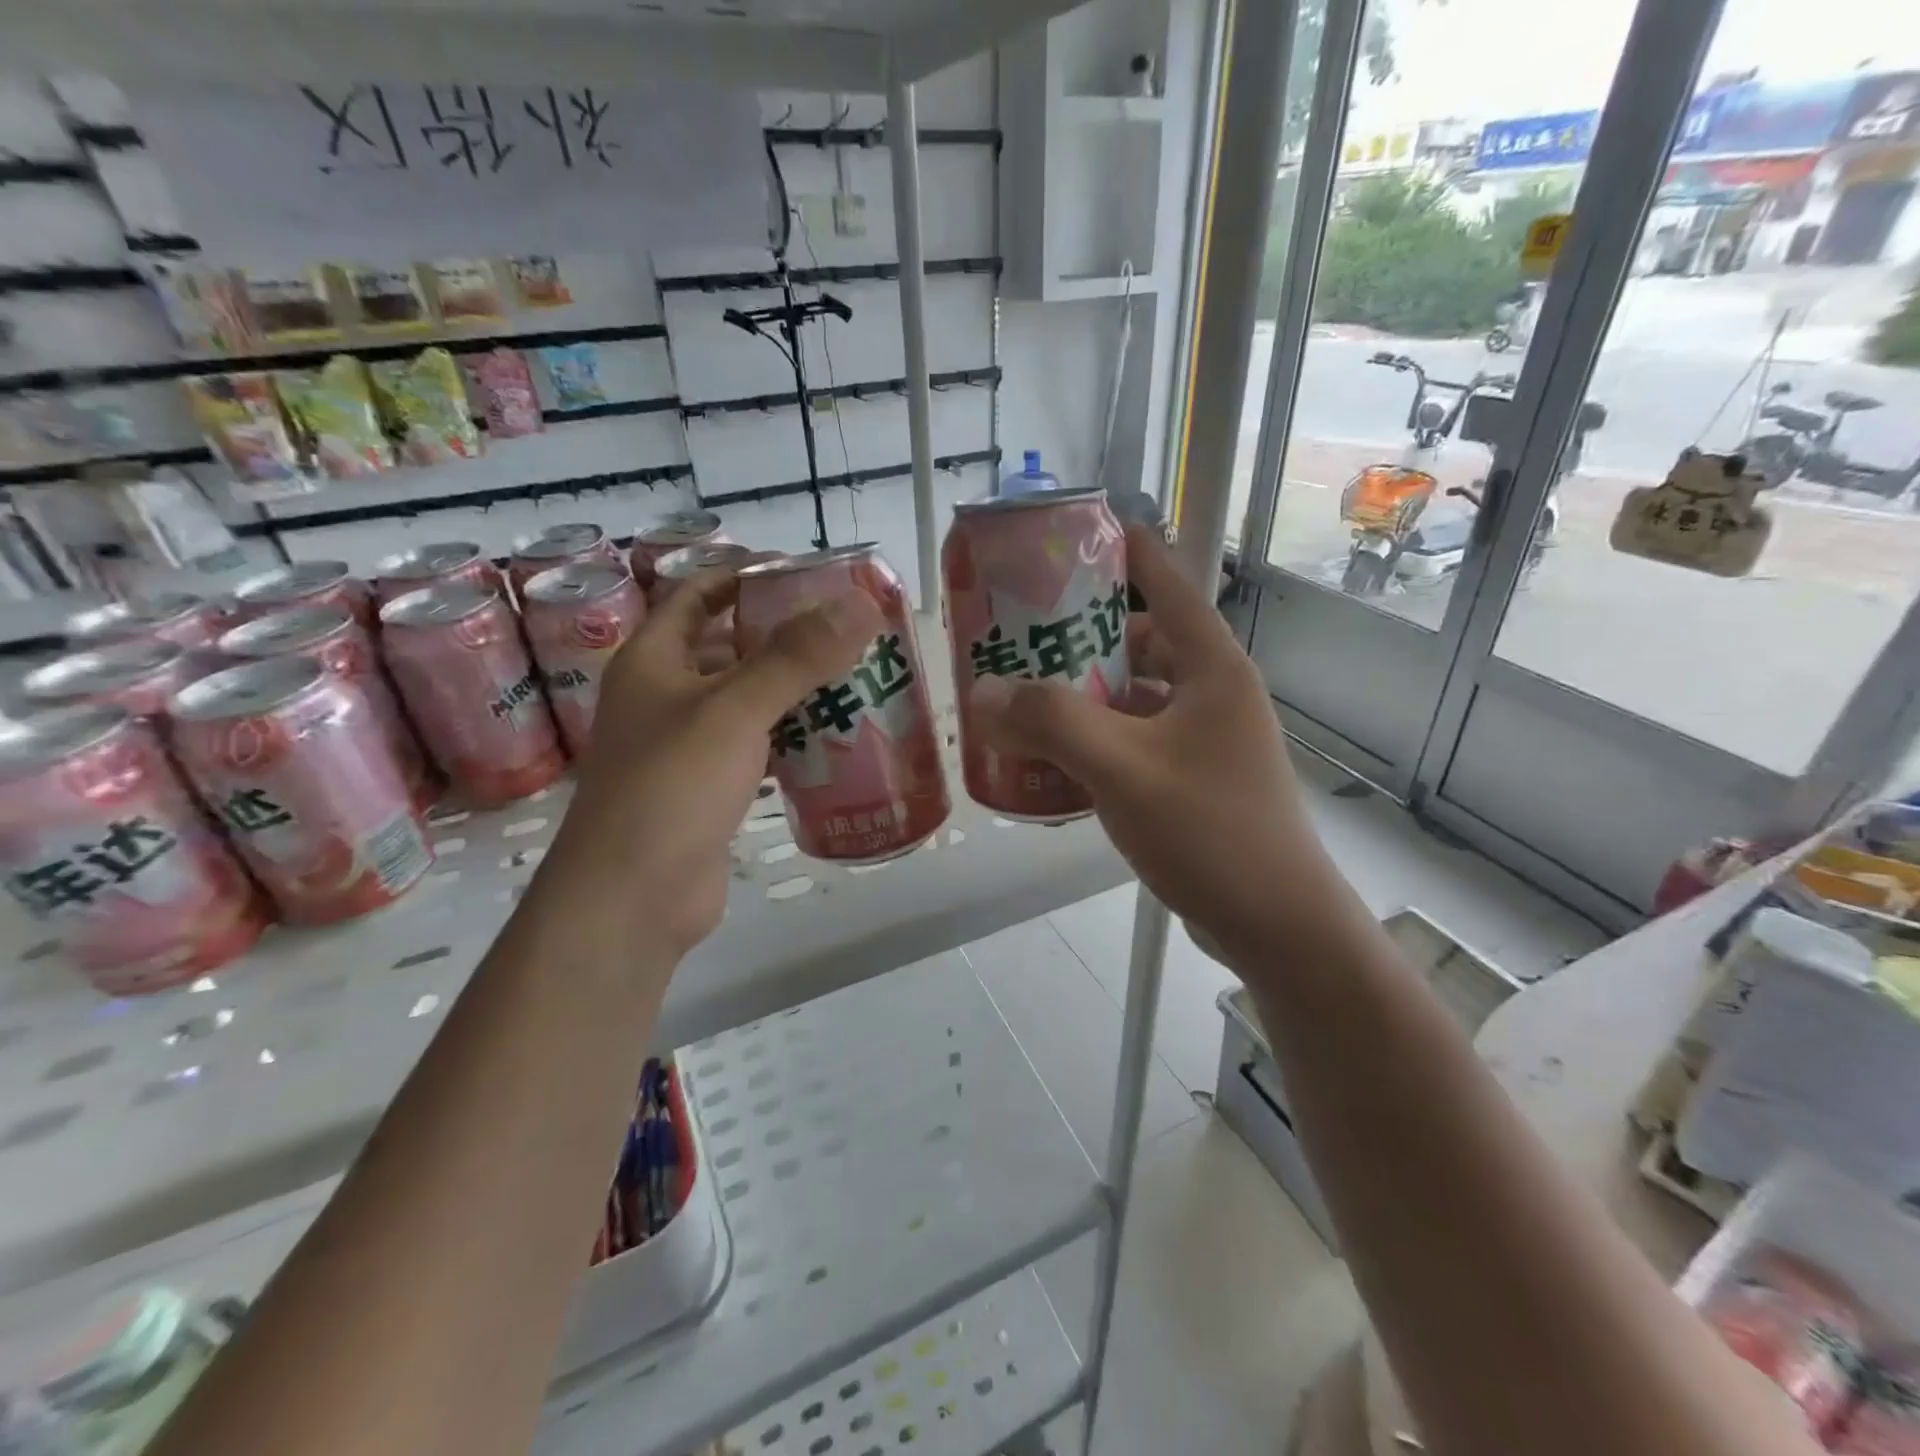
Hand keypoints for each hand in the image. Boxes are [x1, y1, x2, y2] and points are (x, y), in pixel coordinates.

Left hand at [546, 569, 879, 957]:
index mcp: (654, 660)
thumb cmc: (671, 787)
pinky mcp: (710, 789)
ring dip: (794, 691)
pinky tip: (837, 739)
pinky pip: (757, 748)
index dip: (745, 576)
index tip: (807, 574)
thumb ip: (796, 657)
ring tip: (856, 677)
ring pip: (748, 702)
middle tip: (849, 631)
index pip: (698, 594)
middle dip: (785, 636)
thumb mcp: (734, 710)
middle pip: (730, 647)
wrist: (632, 898)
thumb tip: (861, 603)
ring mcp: (687, 746)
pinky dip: (792, 739)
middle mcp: (666, 696)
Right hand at [972, 525, 1337, 966]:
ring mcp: (1205, 740)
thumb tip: (982, 693)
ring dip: (1084, 694)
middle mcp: (1212, 693)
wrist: (1276, 925)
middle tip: (1019, 635)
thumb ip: (1050, 723)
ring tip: (1022, 695)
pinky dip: (1096, 741)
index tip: (1071, 537)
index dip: (1123, 551)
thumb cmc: (1209, 830)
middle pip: (1142, 640)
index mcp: (1210, 667)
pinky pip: (1135, 742)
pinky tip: (1053, 760)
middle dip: (1081, 635)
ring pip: (1135, 696)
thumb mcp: (1122, 768)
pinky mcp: (1194, 781)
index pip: (1166, 582)